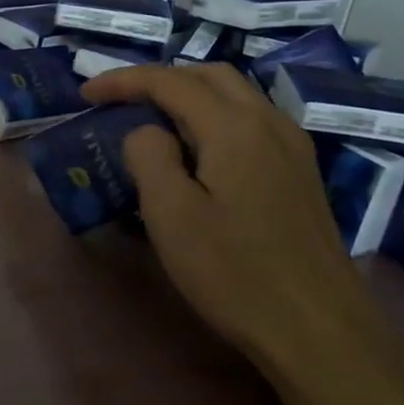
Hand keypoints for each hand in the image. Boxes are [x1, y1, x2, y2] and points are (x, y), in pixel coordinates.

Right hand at [81, 64, 374, 363]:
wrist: (319, 329)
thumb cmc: (234, 272)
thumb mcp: (171, 215)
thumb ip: (150, 156)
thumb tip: (148, 132)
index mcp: (234, 127)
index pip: (170, 82)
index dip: (124, 81)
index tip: (85, 94)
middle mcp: (268, 122)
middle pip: (208, 75)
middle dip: (158, 79)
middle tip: (119, 100)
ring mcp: (291, 146)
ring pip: (235, 94)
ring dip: (188, 93)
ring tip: (152, 118)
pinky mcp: (300, 171)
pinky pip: (250, 118)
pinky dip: (213, 114)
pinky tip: (199, 147)